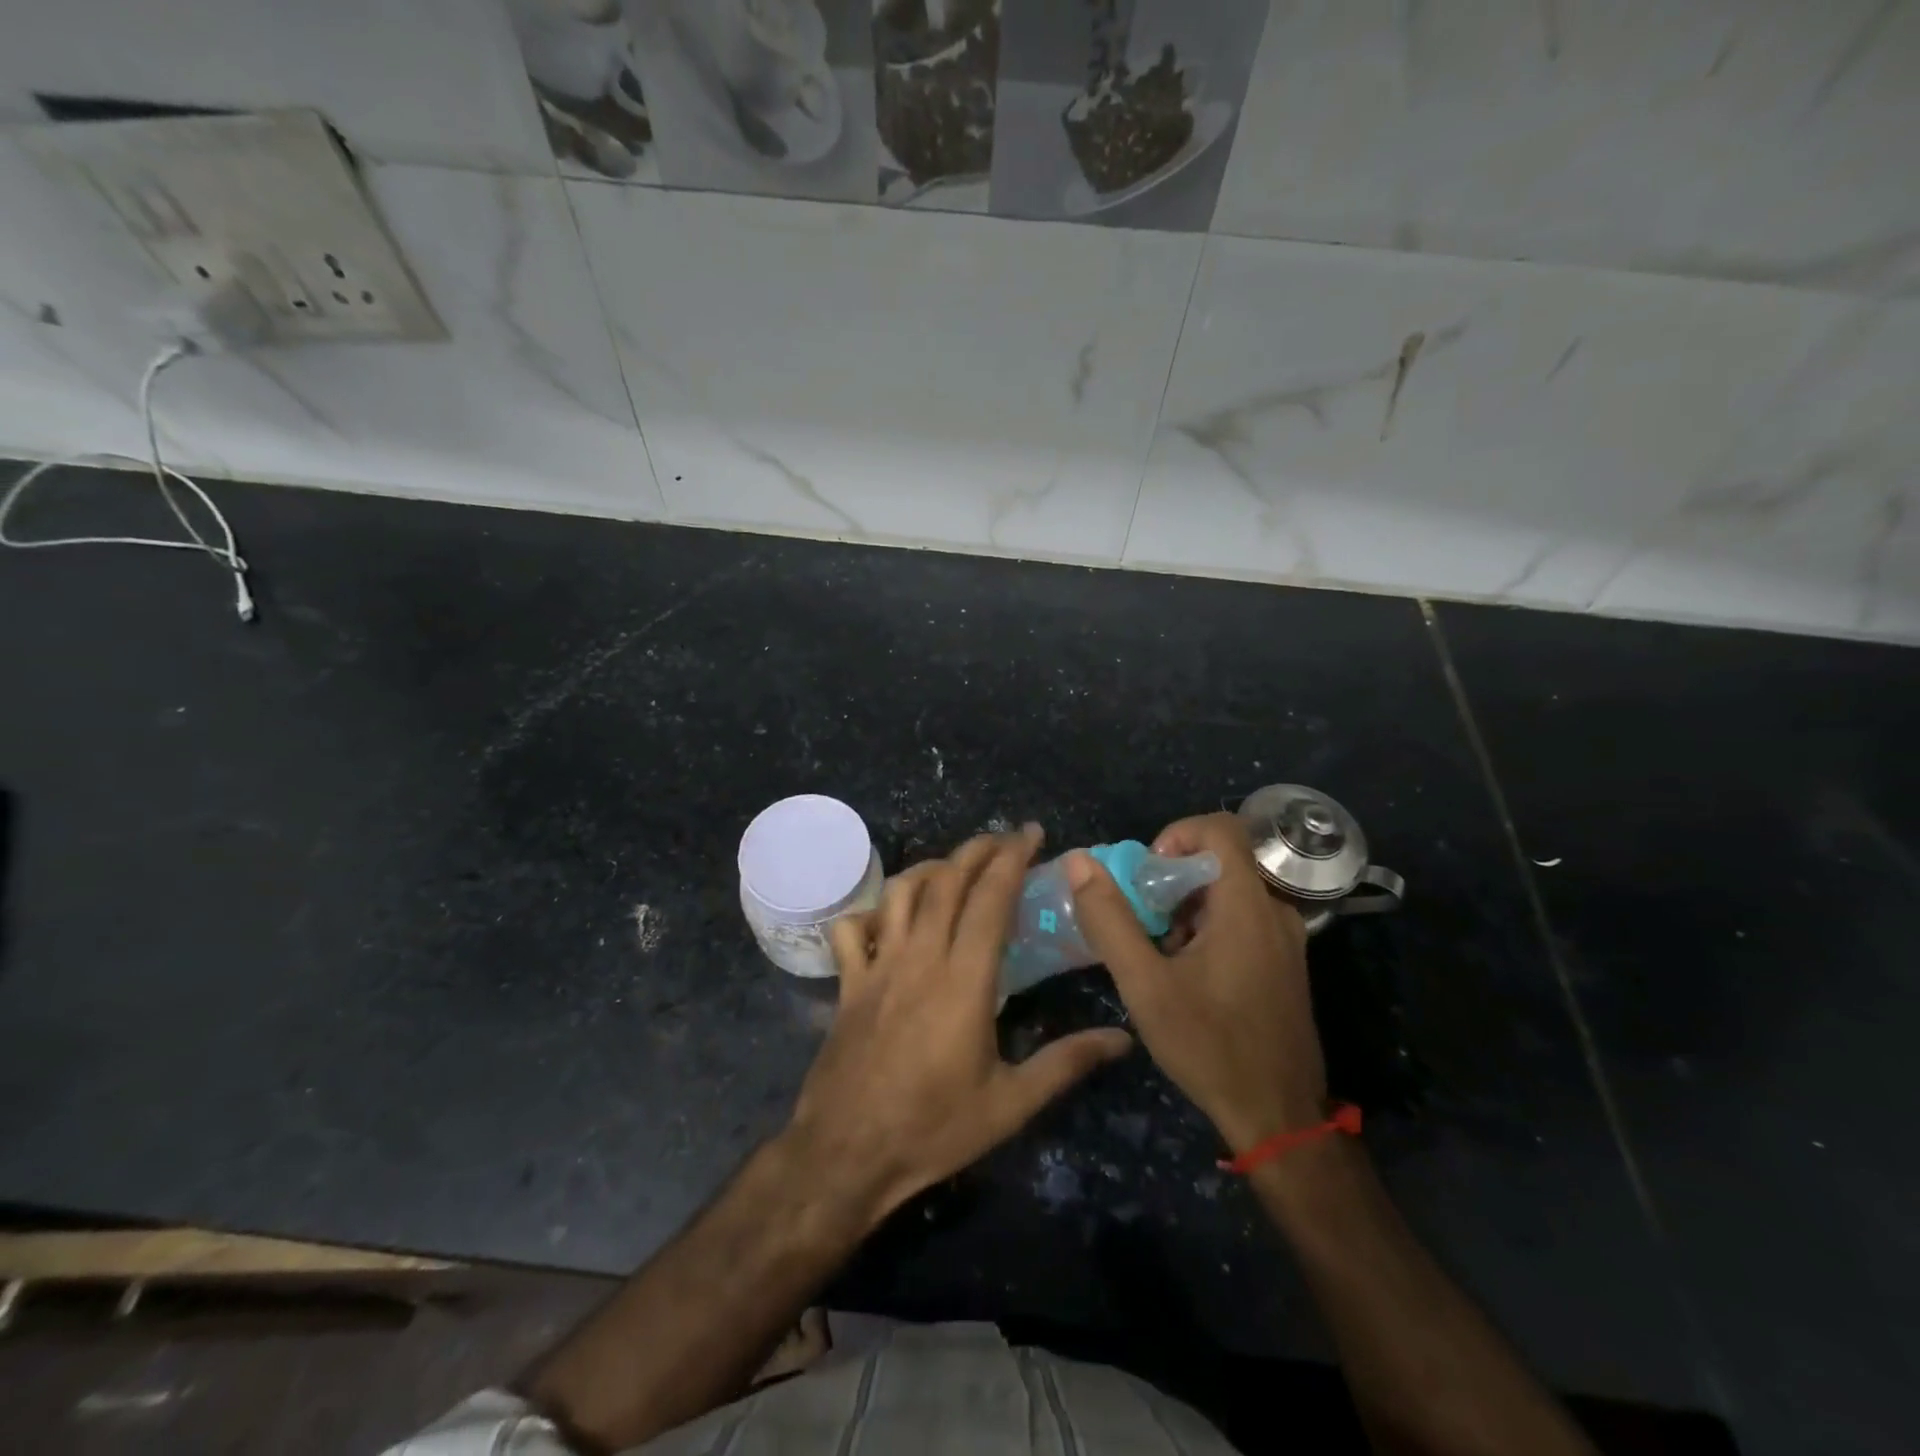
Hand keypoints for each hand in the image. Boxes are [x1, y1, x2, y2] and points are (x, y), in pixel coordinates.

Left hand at [787, 826, 1131, 1222]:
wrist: (847, 1153)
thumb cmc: (933, 1129)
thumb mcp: (1010, 1103)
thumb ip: (1066, 1063)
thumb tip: (1123, 1039)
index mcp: (964, 980)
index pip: (991, 899)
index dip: (1012, 858)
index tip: (1032, 835)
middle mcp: (920, 957)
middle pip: (947, 881)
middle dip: (978, 850)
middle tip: (1004, 840)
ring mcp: (878, 966)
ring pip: (901, 893)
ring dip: (930, 869)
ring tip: (955, 869)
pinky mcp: (849, 983)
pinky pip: (852, 928)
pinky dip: (871, 911)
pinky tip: (890, 918)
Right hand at [1066, 812, 1326, 1153]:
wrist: (1277, 1116)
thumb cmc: (1209, 1045)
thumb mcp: (1145, 984)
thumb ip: (1110, 919)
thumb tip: (1079, 862)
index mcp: (1247, 905)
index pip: (1220, 827)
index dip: (1176, 834)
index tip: (1148, 874)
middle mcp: (1274, 911)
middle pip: (1221, 858)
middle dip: (1173, 877)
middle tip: (1144, 915)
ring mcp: (1285, 938)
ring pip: (1230, 890)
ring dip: (1188, 904)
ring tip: (1161, 949)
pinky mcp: (1284, 962)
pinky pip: (1243, 918)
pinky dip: (1209, 924)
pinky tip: (1187, 970)